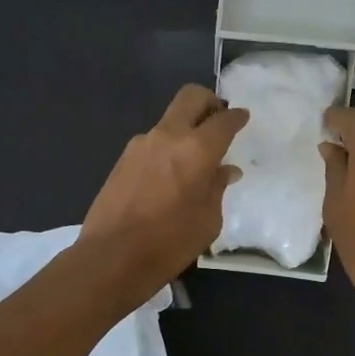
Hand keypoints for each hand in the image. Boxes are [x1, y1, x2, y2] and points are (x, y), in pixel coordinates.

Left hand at [79, 85, 247, 304]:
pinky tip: (171, 177)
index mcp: (196, 149)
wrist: (111, 257)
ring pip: (169, 121)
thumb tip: (225, 170)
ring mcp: (140, 145)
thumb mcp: (208, 220)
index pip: (223, 120)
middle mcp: (167, 136)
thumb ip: (217, 188)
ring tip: (195, 160)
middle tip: (219, 119)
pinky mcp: (122, 159)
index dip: (236, 117)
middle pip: (190, 98)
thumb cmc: (169, 243)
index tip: (242, 118)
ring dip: (185, 130)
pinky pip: (153, 143)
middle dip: (209, 102)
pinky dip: (168, 149)